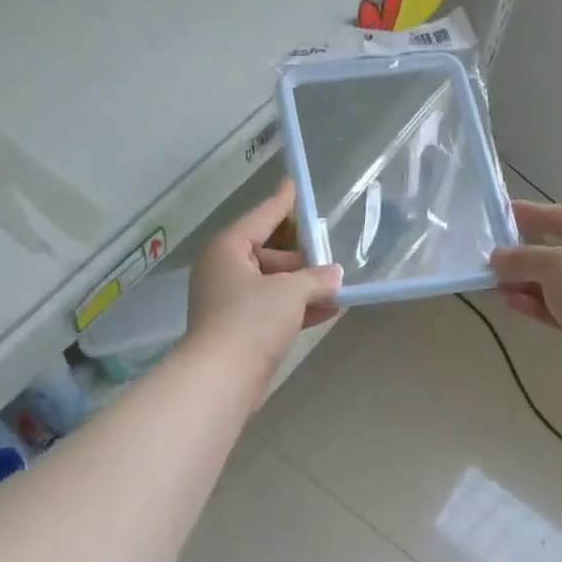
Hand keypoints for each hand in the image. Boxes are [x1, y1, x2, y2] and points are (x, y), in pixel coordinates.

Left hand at [187, 179, 341, 390]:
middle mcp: (224, 271)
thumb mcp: (290, 292)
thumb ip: (315, 279)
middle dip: (302, 260)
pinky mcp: (239, 331)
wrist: (223, 378)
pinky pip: (272, 310)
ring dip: (304, 288)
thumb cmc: (252, 321)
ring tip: (339, 288)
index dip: (282, 203)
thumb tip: (334, 275)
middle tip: (333, 261)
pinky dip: (296, 309)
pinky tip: (328, 311)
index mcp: (228, 249)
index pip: (261, 217)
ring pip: (272, 285)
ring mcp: (229, 303)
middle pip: (269, 254)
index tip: (294, 184)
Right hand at [488, 201, 561, 387]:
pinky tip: (510, 302)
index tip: (503, 213)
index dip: (533, 214)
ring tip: (494, 283)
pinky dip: (536, 304)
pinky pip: (560, 308)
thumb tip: (497, 258)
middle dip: (527, 256)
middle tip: (493, 256)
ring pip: (559, 284)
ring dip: (527, 283)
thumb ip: (522, 258)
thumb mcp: (554, 263)